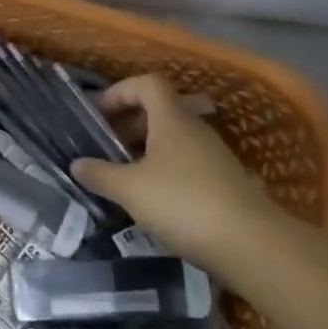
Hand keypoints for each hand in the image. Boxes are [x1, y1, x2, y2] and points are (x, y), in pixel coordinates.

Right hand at [71, 75, 277, 263]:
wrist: (251, 244)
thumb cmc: (183, 203)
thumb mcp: (130, 189)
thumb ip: (100, 174)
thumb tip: (77, 164)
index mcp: (172, 119)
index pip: (147, 84)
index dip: (120, 92)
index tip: (99, 114)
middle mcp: (195, 130)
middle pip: (159, 111)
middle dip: (129, 123)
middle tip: (105, 146)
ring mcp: (214, 156)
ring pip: (173, 139)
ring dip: (146, 149)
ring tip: (123, 174)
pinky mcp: (224, 183)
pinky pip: (186, 164)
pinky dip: (164, 171)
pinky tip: (151, 199)